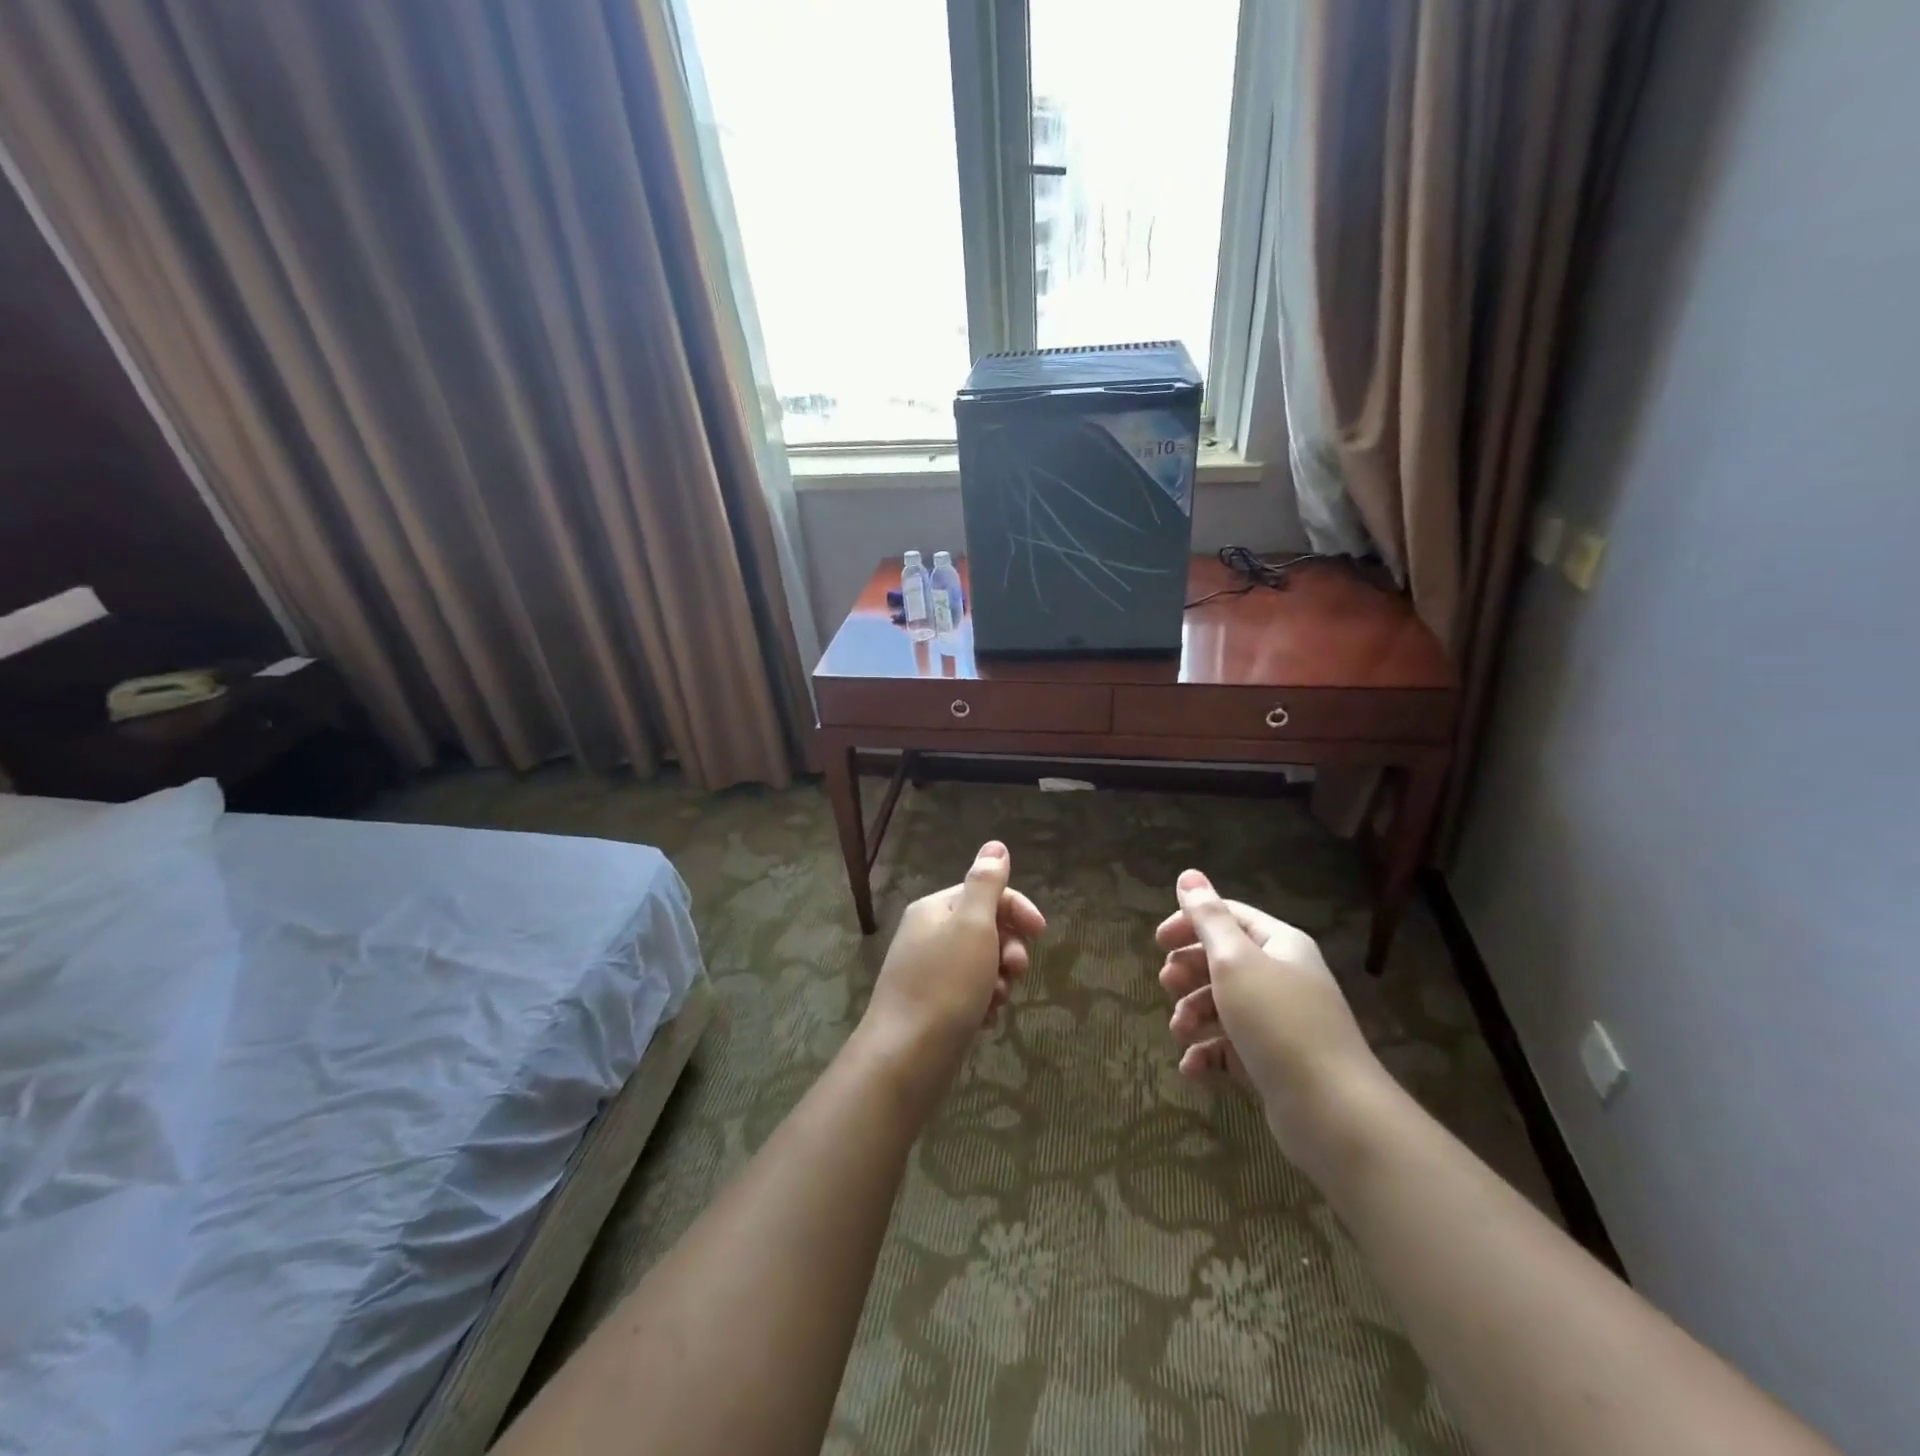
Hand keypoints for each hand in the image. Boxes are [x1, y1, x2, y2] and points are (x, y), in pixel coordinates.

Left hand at [855, 841, 1044, 1094]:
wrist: (905, 1059)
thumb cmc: (945, 986)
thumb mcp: (972, 927)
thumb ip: (986, 884)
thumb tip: (995, 845)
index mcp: (935, 909)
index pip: (985, 892)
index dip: (1017, 909)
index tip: (1041, 934)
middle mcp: (928, 934)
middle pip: (985, 928)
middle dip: (1008, 949)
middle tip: (1015, 972)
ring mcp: (928, 972)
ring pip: (981, 965)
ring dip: (998, 980)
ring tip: (995, 1003)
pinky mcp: (932, 1007)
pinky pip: (969, 994)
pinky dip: (983, 1003)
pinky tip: (985, 1022)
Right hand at [1157, 869, 1381, 1158]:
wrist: (1333, 1112)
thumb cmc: (1278, 1022)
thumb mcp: (1235, 961)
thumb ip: (1208, 918)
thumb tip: (1189, 874)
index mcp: (1280, 944)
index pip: (1229, 917)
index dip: (1190, 924)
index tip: (1158, 943)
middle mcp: (1283, 977)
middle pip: (1223, 960)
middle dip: (1189, 972)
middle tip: (1166, 985)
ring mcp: (1280, 1022)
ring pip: (1223, 1005)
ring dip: (1193, 1014)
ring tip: (1180, 1031)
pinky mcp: (1274, 1062)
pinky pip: (1231, 1047)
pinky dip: (1208, 1053)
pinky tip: (1191, 1068)